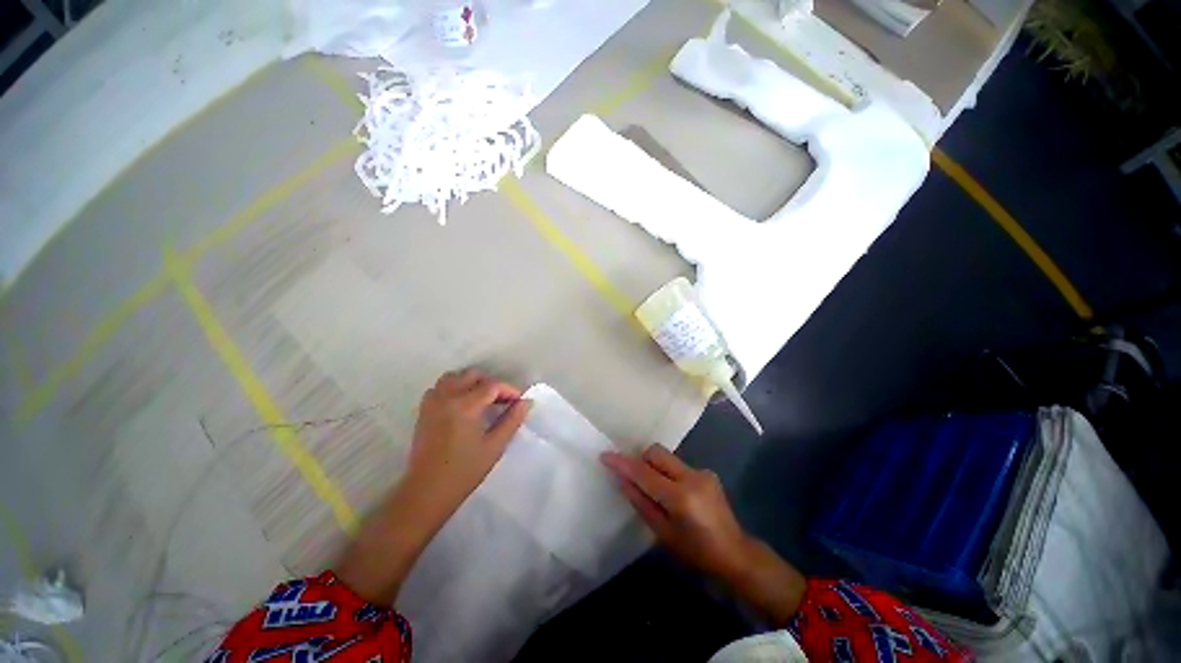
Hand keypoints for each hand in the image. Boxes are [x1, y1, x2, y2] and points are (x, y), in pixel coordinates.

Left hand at [403, 369, 531, 513]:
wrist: (427, 492)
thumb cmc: (464, 471)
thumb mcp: (494, 446)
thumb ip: (512, 420)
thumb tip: (526, 402)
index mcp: (465, 405)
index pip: (492, 385)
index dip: (509, 390)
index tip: (519, 401)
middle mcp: (446, 397)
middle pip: (472, 375)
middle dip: (491, 384)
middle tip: (503, 401)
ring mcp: (432, 402)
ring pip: (454, 377)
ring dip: (471, 382)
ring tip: (483, 400)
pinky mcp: (424, 411)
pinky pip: (440, 388)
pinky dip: (454, 388)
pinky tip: (463, 405)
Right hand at [600, 445, 749, 579]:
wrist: (734, 553)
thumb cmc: (695, 551)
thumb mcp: (663, 532)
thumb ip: (640, 502)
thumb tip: (621, 480)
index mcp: (680, 497)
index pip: (644, 473)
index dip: (623, 463)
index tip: (605, 456)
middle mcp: (691, 476)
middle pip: (656, 452)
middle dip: (640, 460)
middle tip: (633, 477)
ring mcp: (701, 471)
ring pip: (666, 457)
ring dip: (654, 466)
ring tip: (654, 489)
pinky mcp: (706, 471)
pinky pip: (677, 464)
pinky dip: (668, 472)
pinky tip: (673, 492)